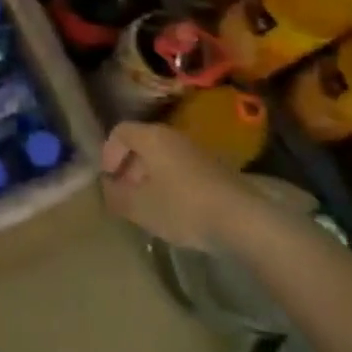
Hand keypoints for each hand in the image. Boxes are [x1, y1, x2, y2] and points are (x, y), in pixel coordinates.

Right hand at [100, 122, 255, 251]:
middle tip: (126, 192)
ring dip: (150, 176)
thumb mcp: (139, 207)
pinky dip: (171, 182)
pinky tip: (175, 209)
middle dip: (129, 167)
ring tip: (149, 204)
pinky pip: (182, 168)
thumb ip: (116, 196)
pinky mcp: (216, 168)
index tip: (109, 178)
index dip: (109, 153)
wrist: (242, 220)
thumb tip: (109, 189)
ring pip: (163, 156)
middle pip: (143, 143)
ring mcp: (197, 151)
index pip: (120, 131)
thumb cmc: (182, 207)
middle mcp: (174, 136)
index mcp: (152, 137)